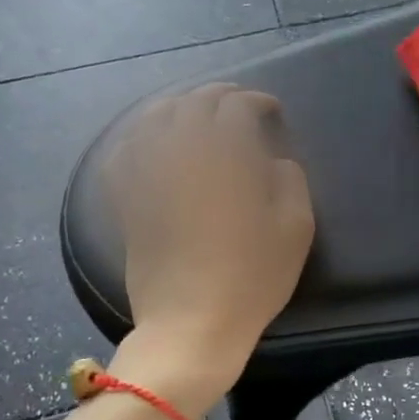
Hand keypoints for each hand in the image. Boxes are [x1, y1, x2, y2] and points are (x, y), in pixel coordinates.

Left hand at [101, 85, 313, 404]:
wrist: (193, 324)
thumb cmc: (252, 277)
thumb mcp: (296, 228)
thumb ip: (290, 181)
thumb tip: (274, 162)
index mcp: (226, 156)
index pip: (237, 107)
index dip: (257, 102)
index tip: (272, 112)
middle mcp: (181, 153)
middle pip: (194, 103)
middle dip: (220, 95)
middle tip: (239, 105)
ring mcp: (147, 174)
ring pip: (153, 117)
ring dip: (179, 105)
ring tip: (195, 111)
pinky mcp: (127, 198)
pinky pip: (123, 150)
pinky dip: (138, 134)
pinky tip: (150, 138)